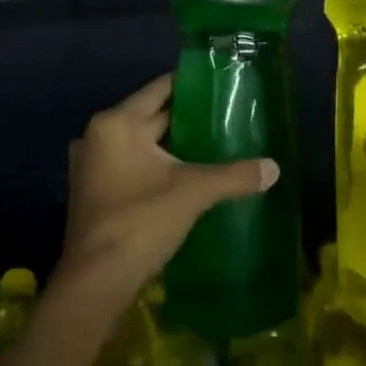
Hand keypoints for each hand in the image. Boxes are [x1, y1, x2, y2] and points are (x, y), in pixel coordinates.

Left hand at [60, 74, 277, 296]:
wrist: (96, 281)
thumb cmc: (141, 221)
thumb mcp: (193, 192)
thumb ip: (234, 176)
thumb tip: (274, 168)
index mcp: (116, 123)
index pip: (159, 90)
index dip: (189, 85)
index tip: (218, 84)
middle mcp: (97, 135)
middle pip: (148, 116)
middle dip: (183, 118)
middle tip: (222, 116)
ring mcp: (90, 165)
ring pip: (138, 143)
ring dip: (168, 145)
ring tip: (209, 145)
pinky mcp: (92, 191)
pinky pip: (128, 165)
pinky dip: (152, 166)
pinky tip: (181, 176)